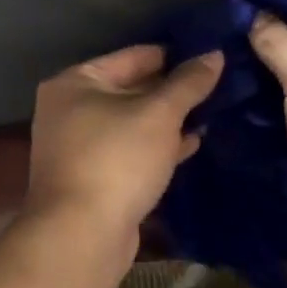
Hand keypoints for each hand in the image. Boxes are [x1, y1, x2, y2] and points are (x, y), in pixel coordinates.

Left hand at [25, 45, 222, 236]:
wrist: (81, 233)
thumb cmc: (116, 159)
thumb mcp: (158, 114)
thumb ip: (187, 84)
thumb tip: (214, 54)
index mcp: (75, 82)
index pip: (132, 56)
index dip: (172, 54)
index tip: (209, 54)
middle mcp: (69, 108)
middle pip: (129, 88)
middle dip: (171, 90)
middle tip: (217, 83)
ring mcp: (78, 145)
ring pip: (131, 122)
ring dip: (167, 119)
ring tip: (212, 111)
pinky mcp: (92, 176)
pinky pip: (129, 150)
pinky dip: (156, 145)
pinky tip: (191, 143)